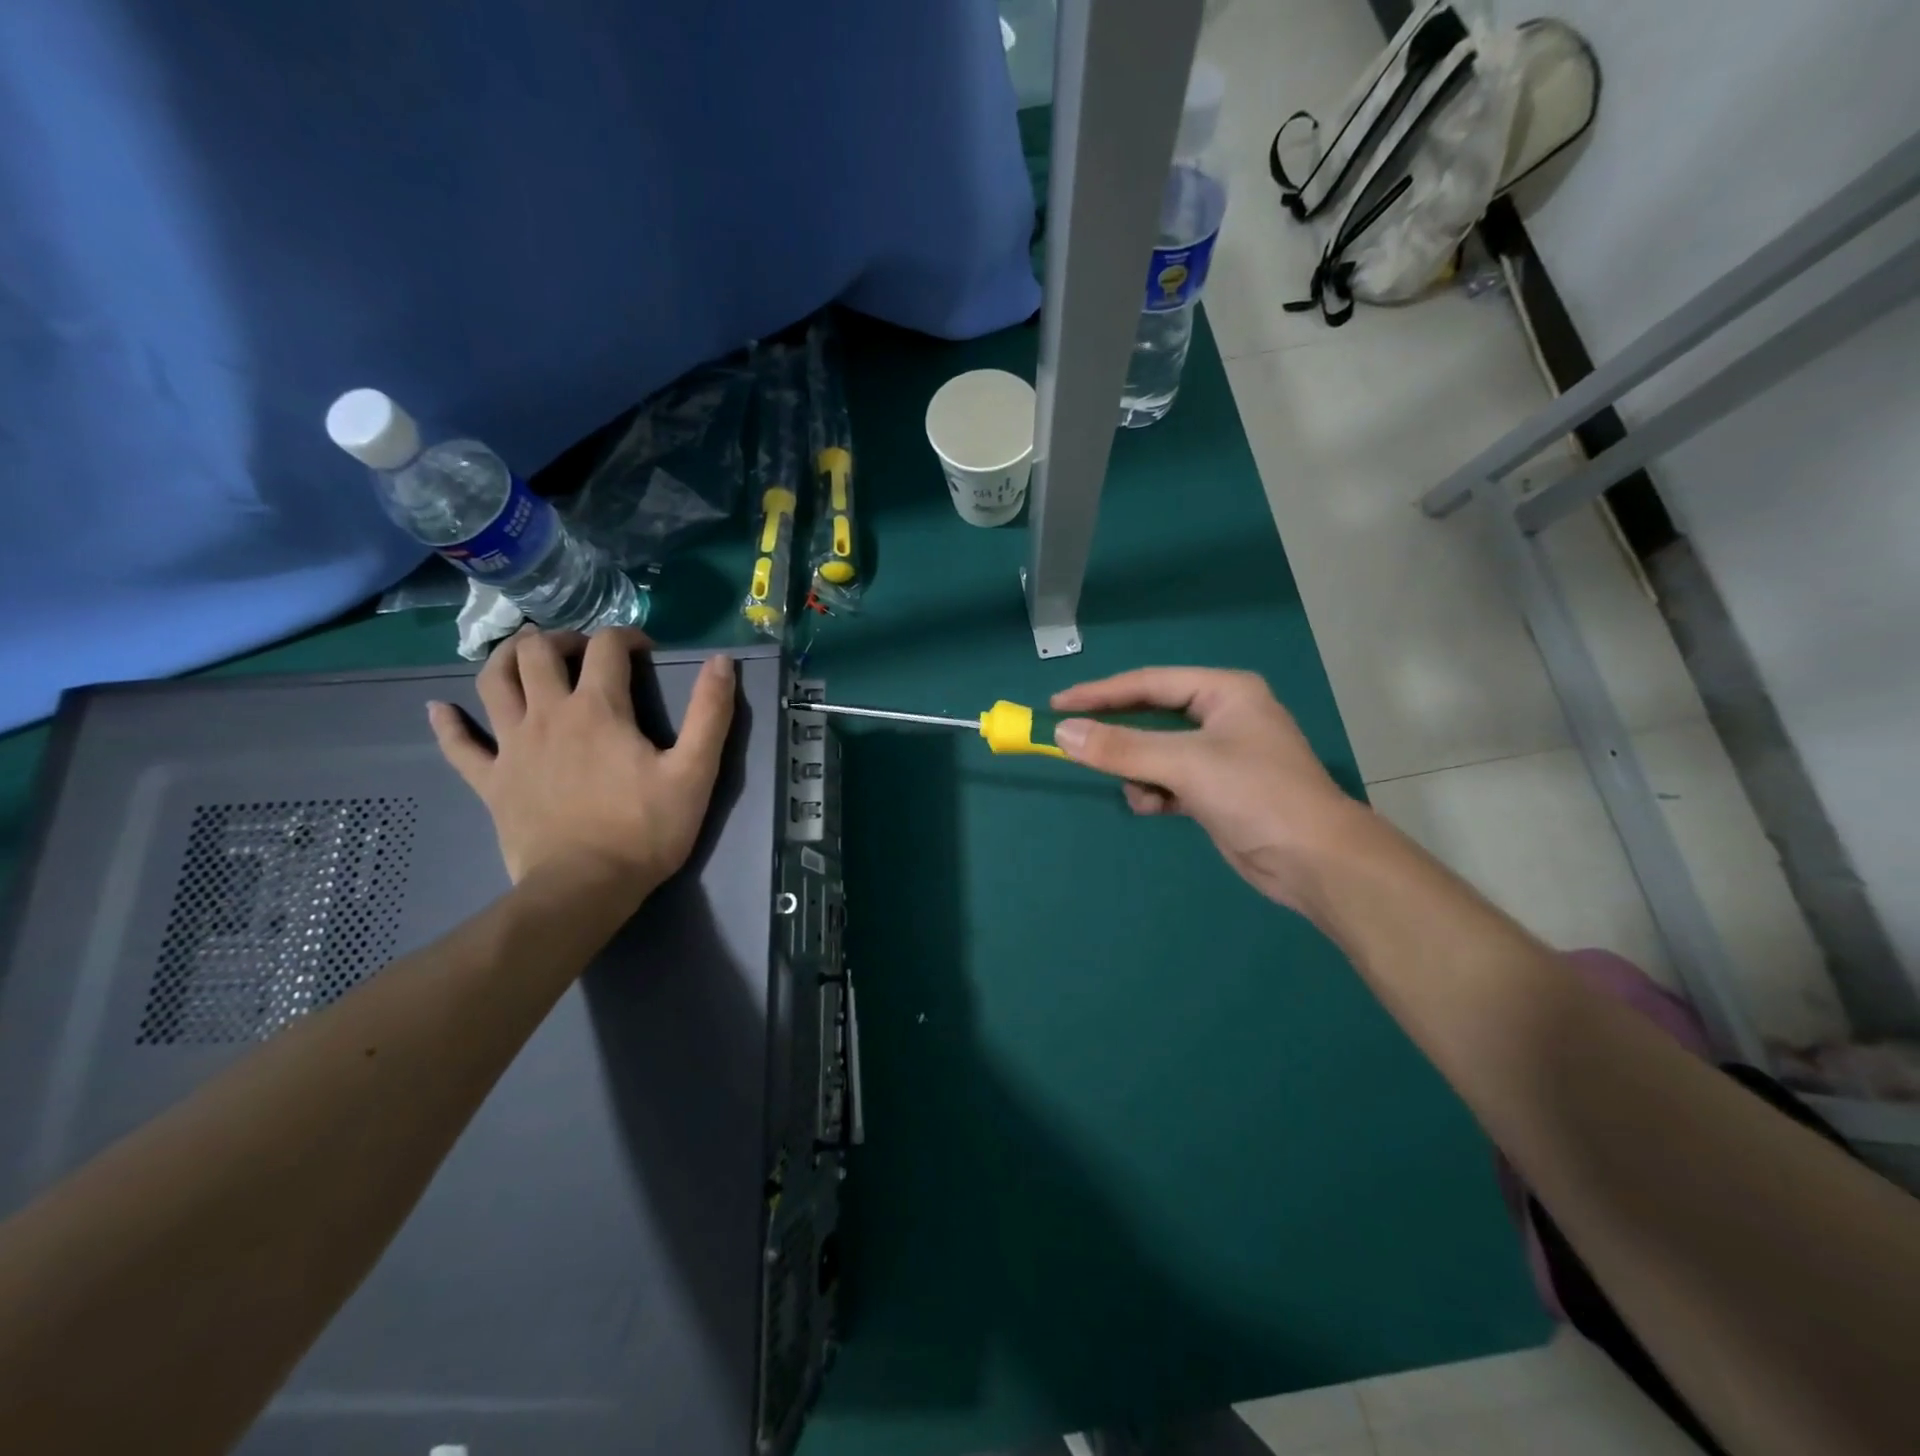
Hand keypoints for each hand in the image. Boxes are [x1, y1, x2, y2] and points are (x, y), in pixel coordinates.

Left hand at [428, 627, 735, 906]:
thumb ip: (710, 713)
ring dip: (505, 658)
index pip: (606, 647)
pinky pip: (459, 745)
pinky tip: (439, 709)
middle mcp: (548, 715)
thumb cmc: (645, 830)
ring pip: (493, 682)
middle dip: (562, 638)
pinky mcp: (491, 781)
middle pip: (538, 652)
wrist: (585, 888)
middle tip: (583, 652)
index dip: (626, 636)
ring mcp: (513, 747)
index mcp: (598, 709)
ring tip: (523, 655)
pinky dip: (448, 724)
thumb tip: (722, 661)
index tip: (644, 650)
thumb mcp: (694, 772)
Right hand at [1051, 668, 1366, 912]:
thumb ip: (1121, 747)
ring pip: (1156, 752)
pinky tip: (1157, 808)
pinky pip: (1168, 780)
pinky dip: (1156, 792)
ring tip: (1140, 791)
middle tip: (1070, 741)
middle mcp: (1223, 716)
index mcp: (1224, 692)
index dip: (1100, 693)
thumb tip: (1061, 732)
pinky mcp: (1216, 789)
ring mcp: (1220, 754)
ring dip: (1139, 771)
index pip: (1149, 683)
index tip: (1057, 704)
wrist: (1314, 861)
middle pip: (1151, 716)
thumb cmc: (1256, 795)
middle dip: (1118, 736)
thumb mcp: (1184, 764)